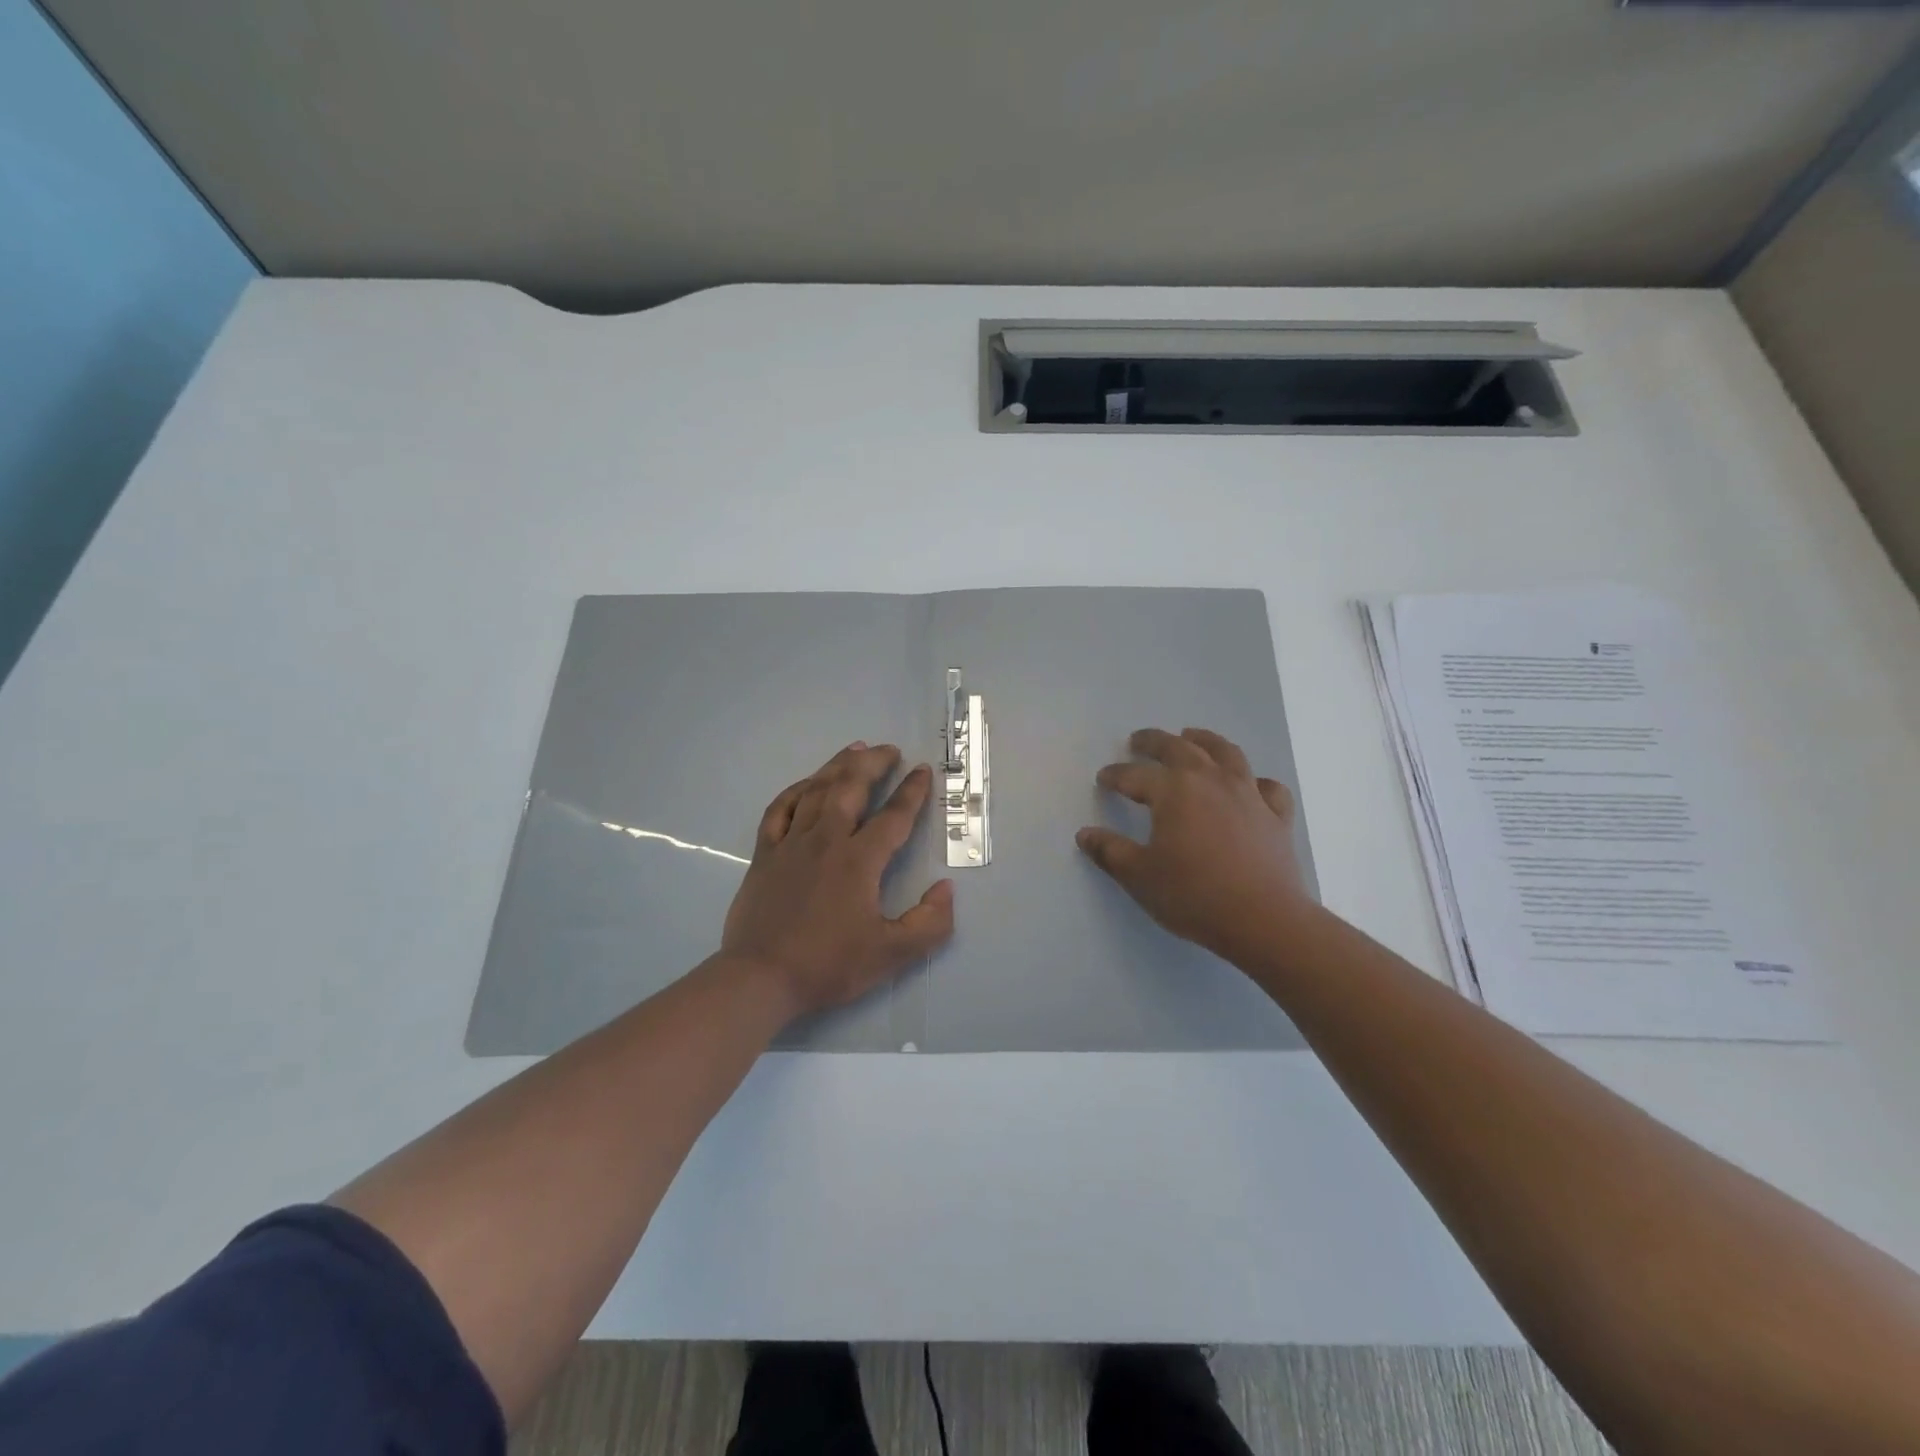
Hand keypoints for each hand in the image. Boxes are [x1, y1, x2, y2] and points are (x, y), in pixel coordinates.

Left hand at [722, 741, 954, 1019]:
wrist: (760, 978)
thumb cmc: (828, 965)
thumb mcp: (892, 955)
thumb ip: (929, 923)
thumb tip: (946, 888)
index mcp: (859, 861)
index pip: (893, 816)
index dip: (912, 791)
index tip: (922, 770)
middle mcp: (826, 840)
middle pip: (851, 788)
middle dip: (873, 764)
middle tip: (889, 750)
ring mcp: (791, 844)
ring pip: (816, 791)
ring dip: (838, 766)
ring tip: (854, 748)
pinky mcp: (764, 854)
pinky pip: (780, 809)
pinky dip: (796, 790)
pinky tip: (807, 784)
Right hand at [1078, 727, 1309, 962]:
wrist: (1264, 920)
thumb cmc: (1194, 895)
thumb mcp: (1139, 876)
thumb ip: (1110, 851)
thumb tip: (1085, 834)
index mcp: (1174, 790)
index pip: (1135, 775)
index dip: (1115, 775)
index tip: (1103, 778)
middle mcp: (1211, 780)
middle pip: (1179, 748)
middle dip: (1155, 742)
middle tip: (1139, 741)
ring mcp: (1248, 794)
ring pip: (1226, 753)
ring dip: (1204, 740)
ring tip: (1191, 737)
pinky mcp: (1276, 815)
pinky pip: (1267, 787)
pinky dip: (1255, 781)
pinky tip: (1250, 787)